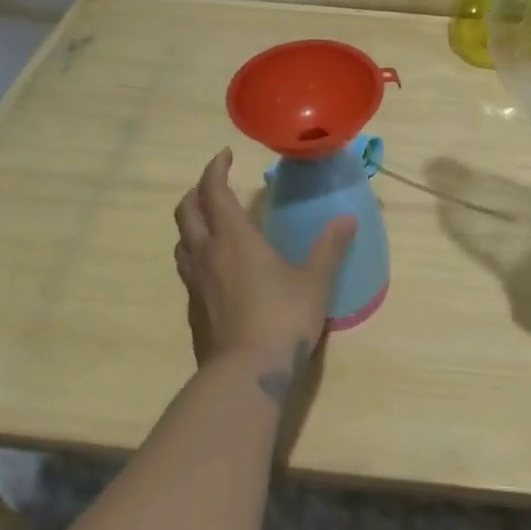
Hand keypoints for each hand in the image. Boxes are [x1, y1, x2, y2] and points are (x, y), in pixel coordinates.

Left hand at [173, 149, 355, 375]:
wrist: (245, 374)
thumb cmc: (283, 318)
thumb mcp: (315, 281)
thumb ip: (329, 248)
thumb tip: (348, 220)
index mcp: (234, 237)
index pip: (213, 190)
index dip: (215, 168)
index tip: (225, 155)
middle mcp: (207, 252)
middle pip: (187, 211)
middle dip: (198, 191)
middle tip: (217, 185)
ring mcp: (195, 282)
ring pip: (182, 240)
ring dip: (193, 223)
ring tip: (214, 223)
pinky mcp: (193, 308)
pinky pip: (188, 268)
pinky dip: (197, 254)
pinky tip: (218, 267)